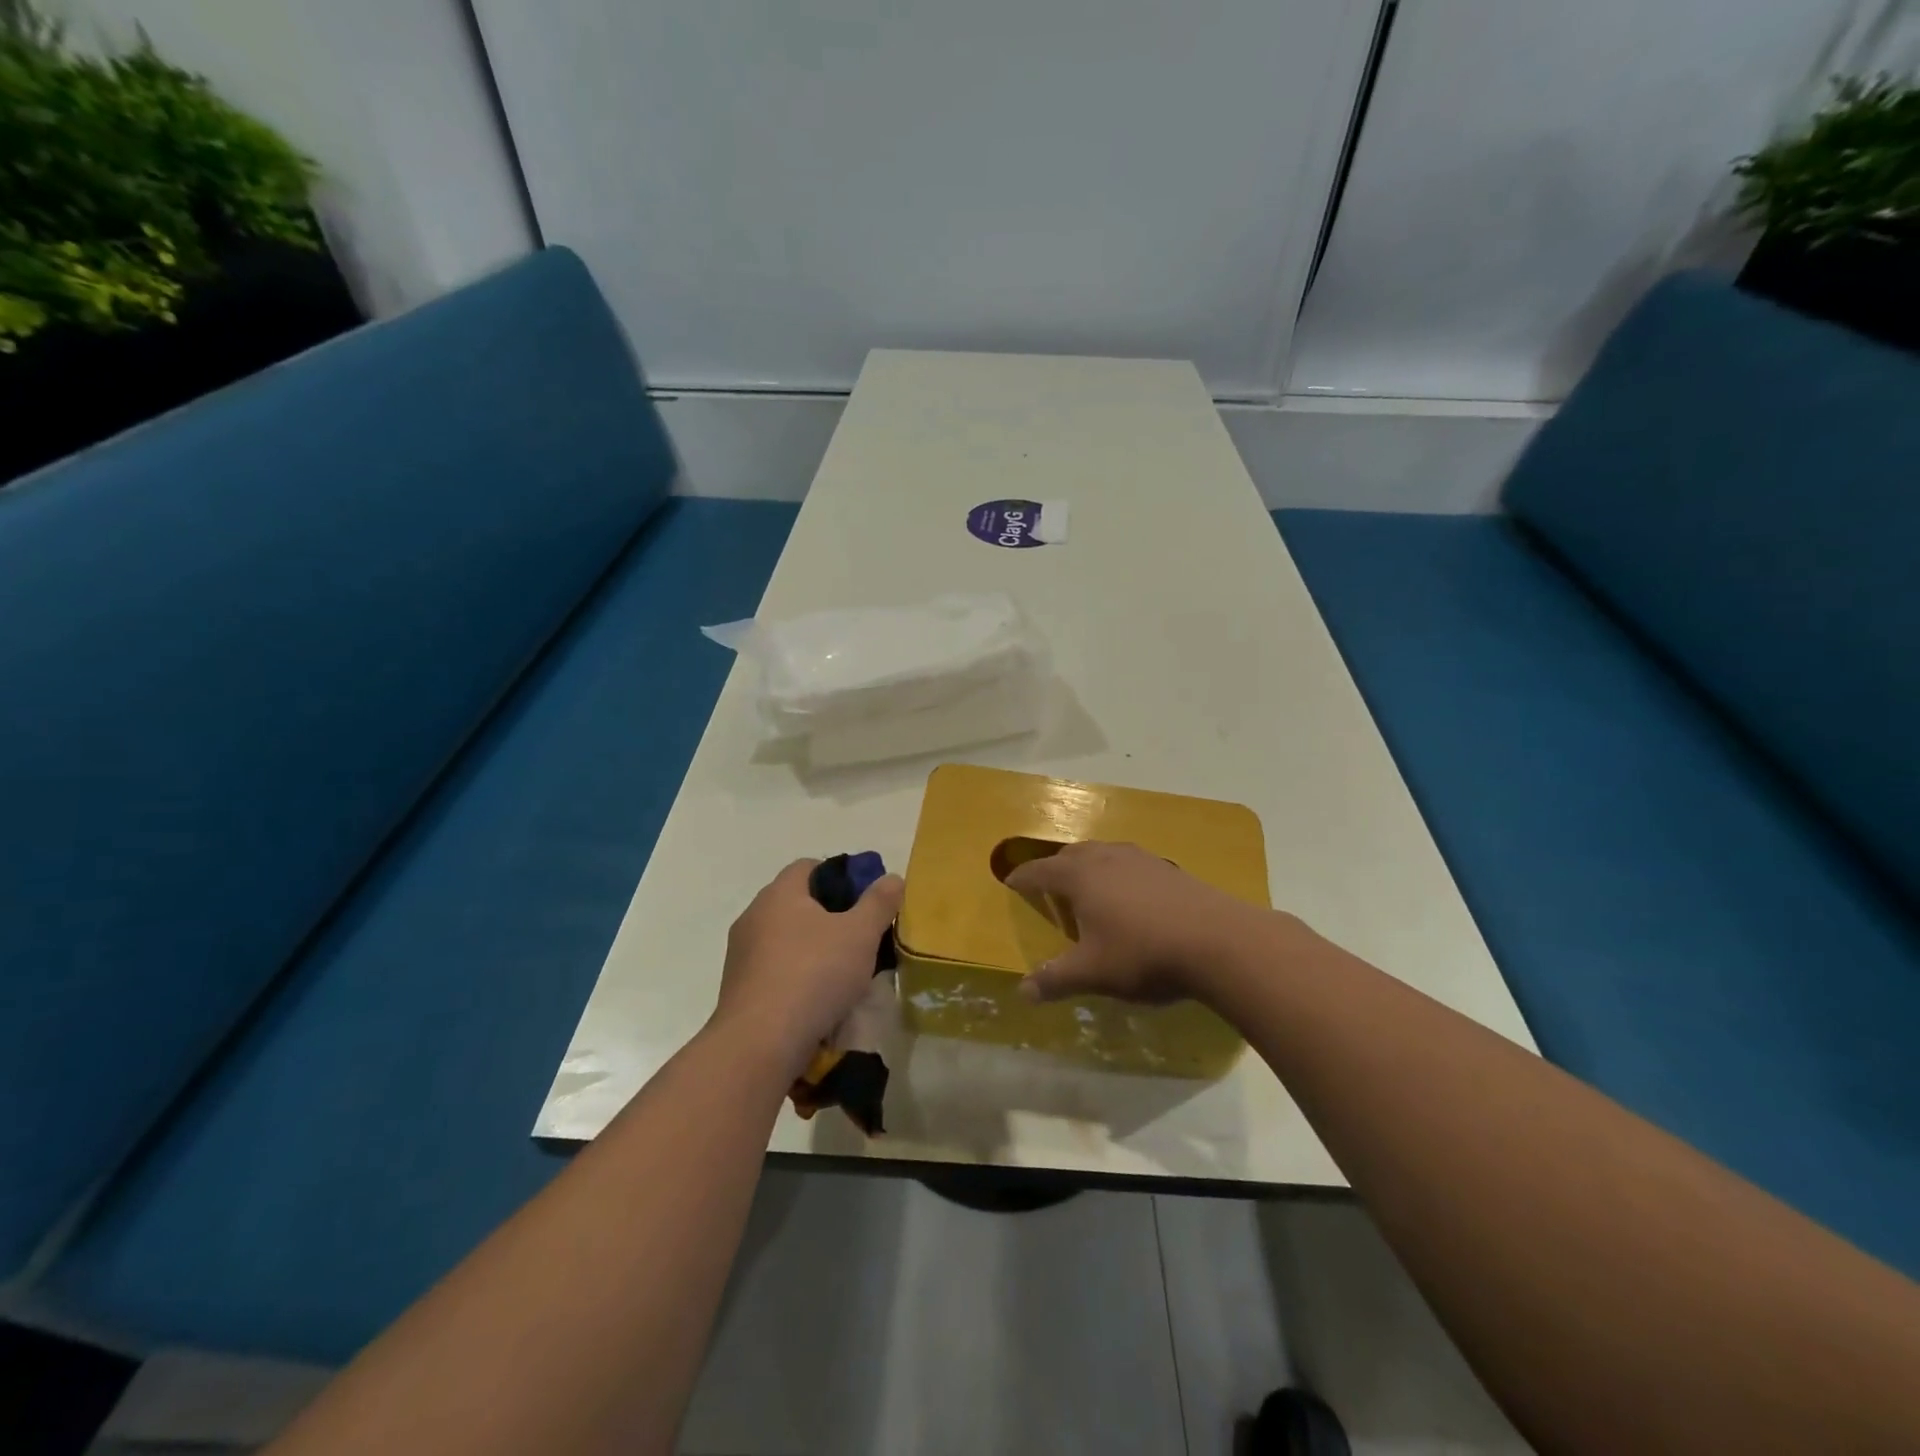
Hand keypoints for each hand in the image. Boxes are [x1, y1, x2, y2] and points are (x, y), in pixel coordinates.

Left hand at [712, 860, 904, 1075]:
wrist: (759, 1044)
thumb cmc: (814, 974)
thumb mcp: (860, 934)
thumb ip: (879, 903)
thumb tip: (892, 879)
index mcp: (779, 893)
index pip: (809, 866)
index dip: (840, 876)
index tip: (864, 899)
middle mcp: (754, 916)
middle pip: (797, 904)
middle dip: (830, 917)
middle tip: (860, 937)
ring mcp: (741, 955)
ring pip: (786, 940)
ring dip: (813, 951)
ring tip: (843, 975)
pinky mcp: (738, 989)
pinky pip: (775, 972)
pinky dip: (796, 978)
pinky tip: (818, 1002)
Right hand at [1004, 842, 1269, 1005]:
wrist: (1218, 940)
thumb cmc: (1143, 953)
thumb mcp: (1093, 972)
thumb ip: (1055, 979)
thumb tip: (1022, 992)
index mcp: (1080, 876)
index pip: (1040, 871)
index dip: (1022, 878)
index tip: (1010, 883)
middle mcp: (1107, 857)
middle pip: (1072, 854)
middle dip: (1055, 867)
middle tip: (1048, 885)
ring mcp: (1141, 859)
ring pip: (1104, 854)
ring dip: (1089, 866)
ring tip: (1087, 887)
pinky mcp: (1169, 868)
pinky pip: (1130, 864)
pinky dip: (1118, 874)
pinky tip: (1130, 896)